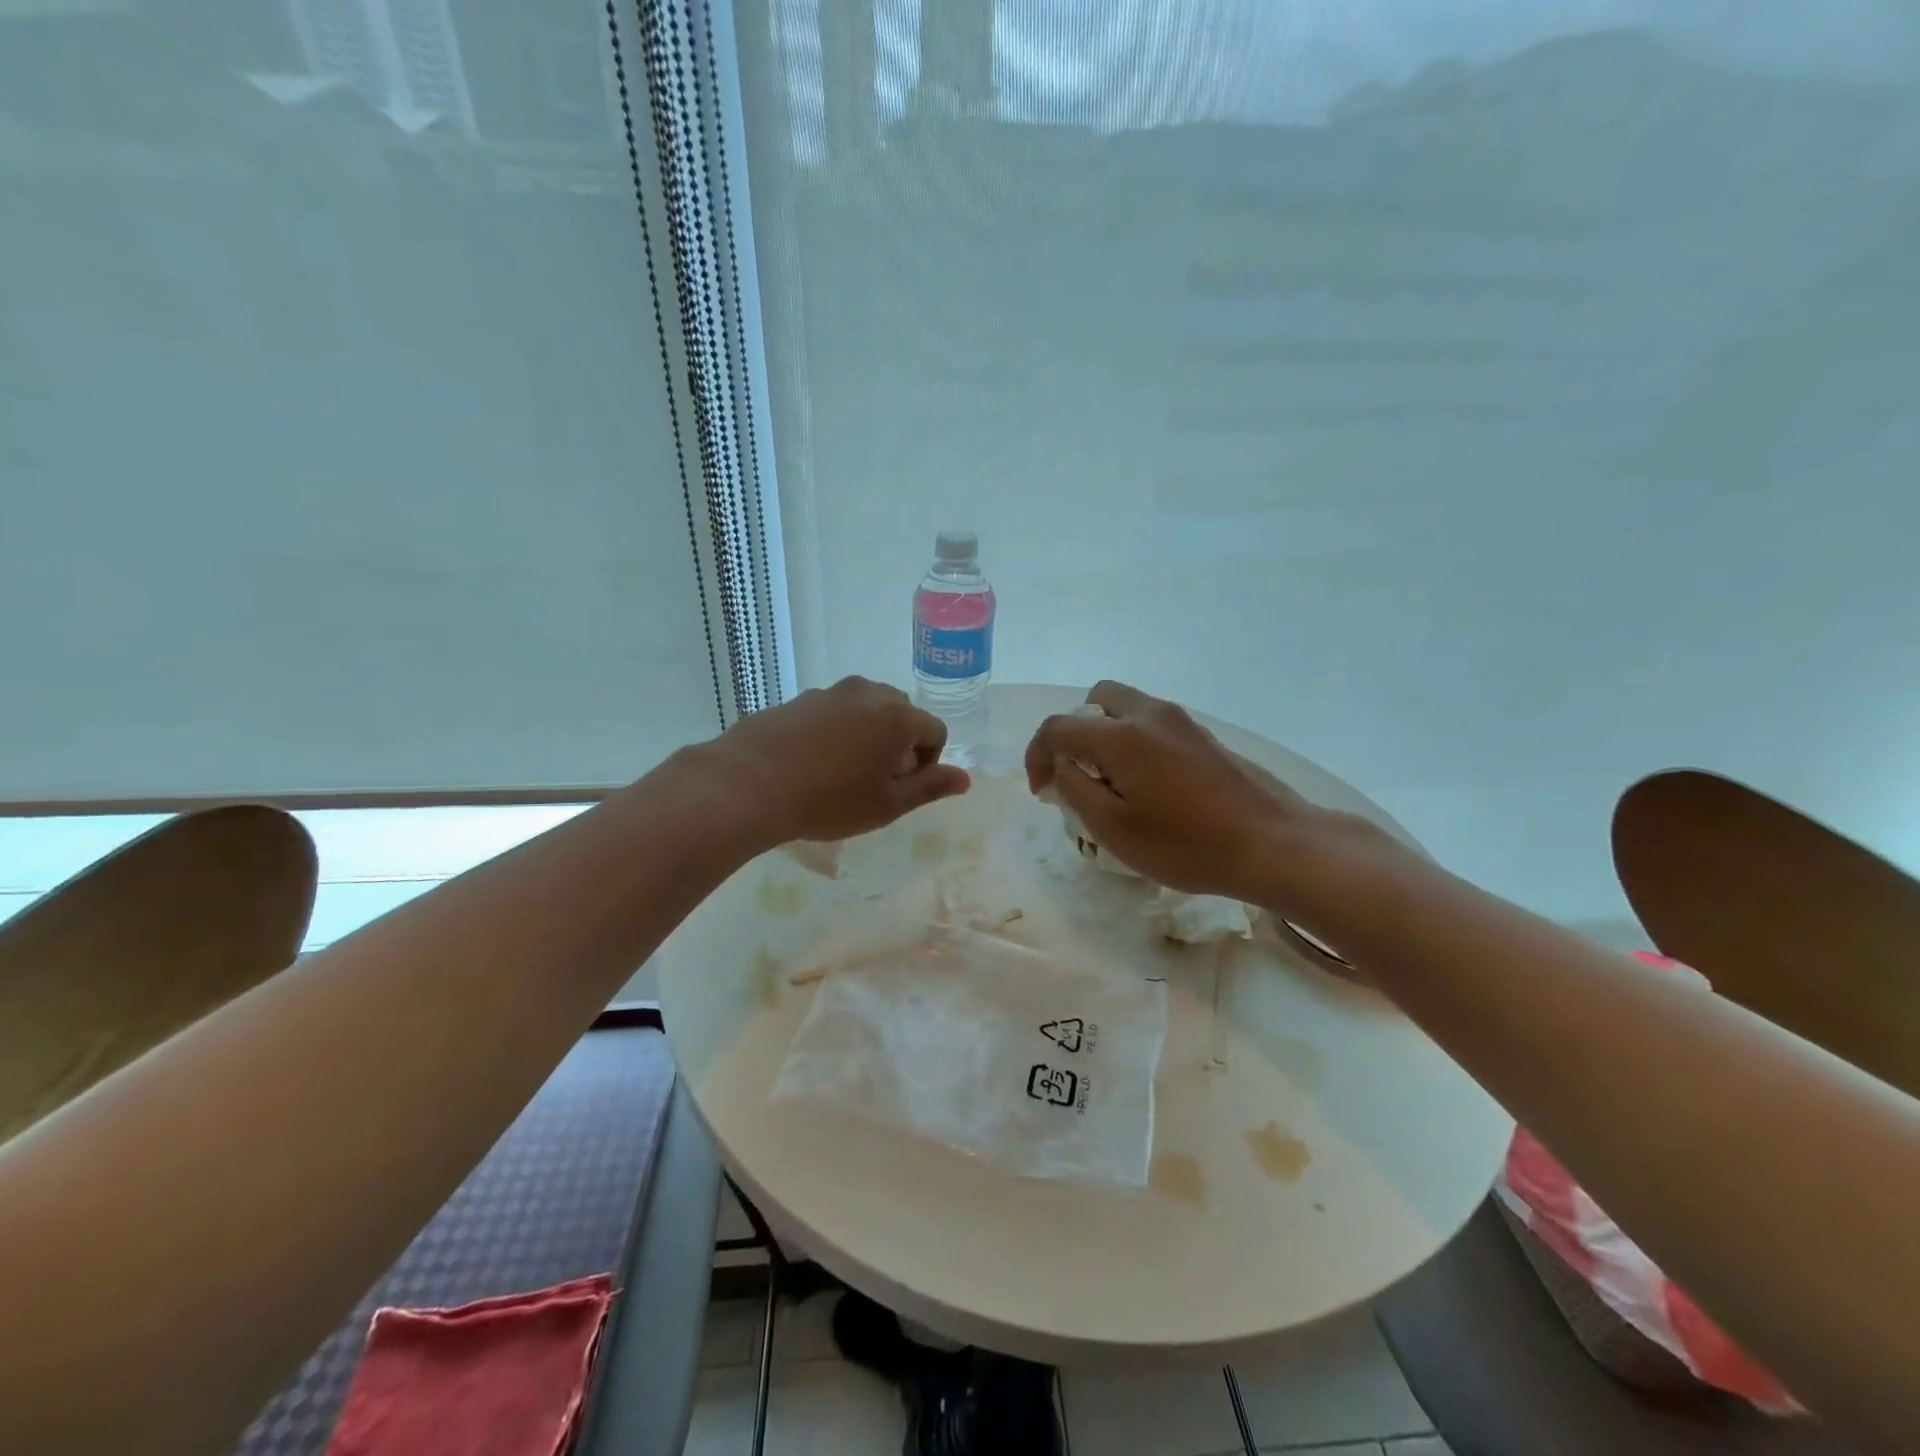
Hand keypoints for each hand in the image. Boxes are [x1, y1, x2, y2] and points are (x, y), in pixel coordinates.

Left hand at [705, 677, 969, 845]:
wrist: (749, 783)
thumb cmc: (830, 800)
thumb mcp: (887, 804)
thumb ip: (930, 788)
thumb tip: (965, 779)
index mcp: (898, 716)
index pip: (934, 732)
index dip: (927, 764)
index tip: (901, 789)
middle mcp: (869, 693)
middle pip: (901, 715)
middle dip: (898, 745)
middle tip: (874, 781)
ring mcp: (830, 692)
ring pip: (865, 711)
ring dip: (866, 736)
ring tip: (841, 773)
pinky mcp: (799, 699)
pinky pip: (832, 713)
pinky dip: (834, 733)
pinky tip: (811, 763)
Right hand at [1024, 681, 1346, 904]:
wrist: (1273, 844)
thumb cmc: (1186, 844)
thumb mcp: (1114, 829)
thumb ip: (1075, 790)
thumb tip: (1060, 767)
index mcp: (1120, 735)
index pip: (1058, 727)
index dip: (1038, 756)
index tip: (1042, 792)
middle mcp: (1149, 714)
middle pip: (1095, 700)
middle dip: (1074, 732)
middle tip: (1077, 774)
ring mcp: (1181, 721)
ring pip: (1126, 708)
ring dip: (1105, 735)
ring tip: (1110, 783)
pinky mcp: (1203, 735)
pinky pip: (1152, 723)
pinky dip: (1133, 741)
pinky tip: (1147, 785)